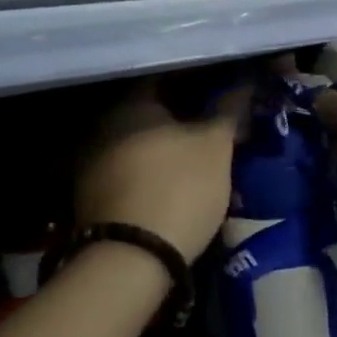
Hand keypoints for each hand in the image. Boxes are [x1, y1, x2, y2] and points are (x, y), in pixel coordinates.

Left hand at [75, 82, 247, 260]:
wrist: (133, 260)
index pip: (167, 76)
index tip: (223, 90)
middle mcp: (104, 126)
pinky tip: (176, 185)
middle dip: (185, 117)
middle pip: (152, 112)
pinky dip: (154, 172)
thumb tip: (243, 84)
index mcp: (131, 105)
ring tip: (201, 160)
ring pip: (142, 144)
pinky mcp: (93, 197)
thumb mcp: (216, 146)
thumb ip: (228, 111)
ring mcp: (93, 163)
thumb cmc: (180, 188)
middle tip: (216, 127)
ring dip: (169, 148)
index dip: (199, 81)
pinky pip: (132, 172)